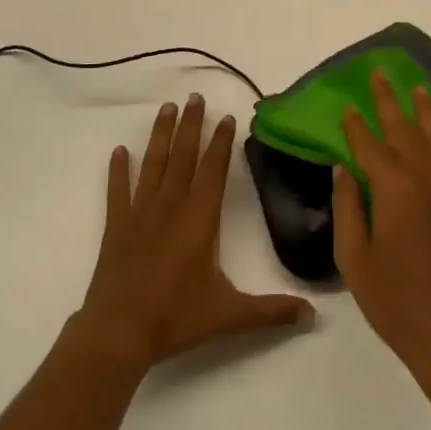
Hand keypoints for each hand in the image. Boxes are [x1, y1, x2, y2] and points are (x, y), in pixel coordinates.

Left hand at [78, 94, 312, 372]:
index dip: (221, 142)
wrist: (119, 333)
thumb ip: (272, 311)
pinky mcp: (117, 225)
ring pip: (153, 163)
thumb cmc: (176, 318)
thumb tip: (313, 315)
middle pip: (183, 155)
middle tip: (194, 97)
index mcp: (199, 218)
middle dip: (190, 124)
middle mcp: (171, 205)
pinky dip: (118, 169)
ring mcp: (140, 212)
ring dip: (160, 134)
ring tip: (166, 108)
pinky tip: (119, 151)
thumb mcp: (230, 315)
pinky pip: (118, 190)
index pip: (213, 169)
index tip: (226, 116)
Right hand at [334, 71, 430, 390]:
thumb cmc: (394, 301)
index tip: (346, 105)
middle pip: (403, 128)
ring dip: (425, 111)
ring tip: (418, 88)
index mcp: (393, 187)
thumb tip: (344, 169)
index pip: (368, 145)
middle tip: (379, 74)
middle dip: (388, 100)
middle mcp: (425, 176)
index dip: (355, 125)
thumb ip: (347, 207)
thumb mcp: (354, 258)